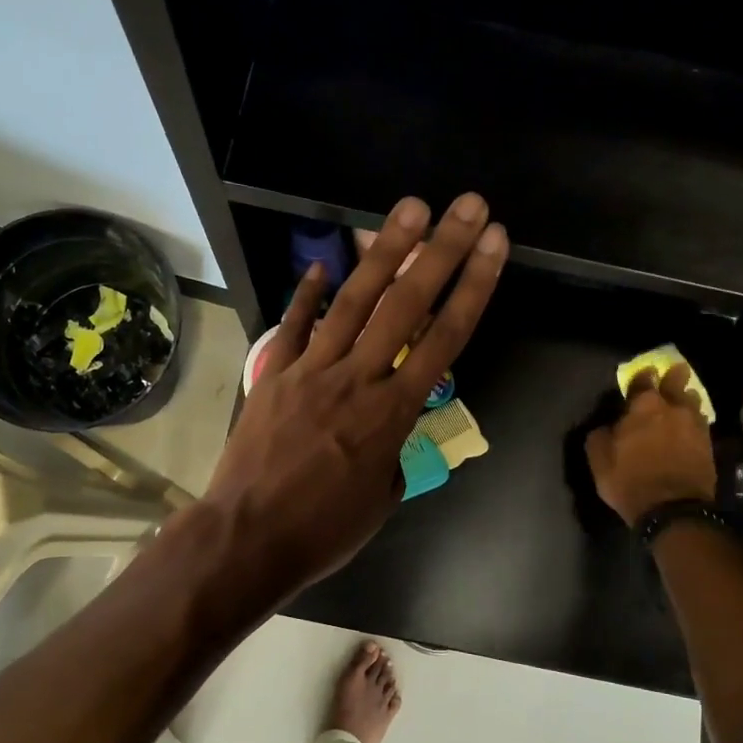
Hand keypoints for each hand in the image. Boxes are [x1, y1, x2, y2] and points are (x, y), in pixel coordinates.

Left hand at [202, 194, 508, 599]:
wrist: (248, 536)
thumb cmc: (323, 530)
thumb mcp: (381, 499)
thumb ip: (394, 454)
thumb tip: (390, 432)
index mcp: (393, 413)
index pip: (445, 338)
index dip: (474, 287)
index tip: (494, 246)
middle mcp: (358, 378)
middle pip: (406, 304)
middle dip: (442, 250)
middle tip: (467, 205)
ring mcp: (312, 369)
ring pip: (354, 300)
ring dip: (385, 250)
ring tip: (411, 208)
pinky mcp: (275, 373)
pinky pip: (295, 325)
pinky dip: (309, 293)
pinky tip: (324, 263)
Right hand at [585, 363, 718, 525]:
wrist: (673, 509)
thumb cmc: (630, 480)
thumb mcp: (599, 460)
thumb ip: (600, 436)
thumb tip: (606, 426)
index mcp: (643, 407)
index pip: (643, 381)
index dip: (642, 376)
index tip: (644, 373)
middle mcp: (672, 409)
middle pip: (676, 384)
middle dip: (675, 376)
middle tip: (677, 370)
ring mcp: (695, 427)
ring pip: (693, 403)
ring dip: (687, 399)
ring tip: (685, 398)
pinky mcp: (709, 445)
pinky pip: (701, 424)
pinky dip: (695, 422)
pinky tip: (692, 425)